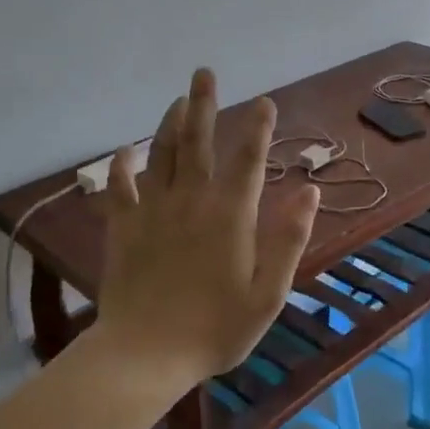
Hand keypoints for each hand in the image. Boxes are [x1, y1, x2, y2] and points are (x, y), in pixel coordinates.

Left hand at [94, 68, 320, 386]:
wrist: (145, 355)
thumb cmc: (215, 329)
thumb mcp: (268, 293)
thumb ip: (289, 239)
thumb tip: (309, 191)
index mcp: (230, 215)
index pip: (249, 159)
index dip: (259, 127)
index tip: (265, 102)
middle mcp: (191, 201)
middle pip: (197, 142)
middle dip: (204, 105)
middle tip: (204, 73)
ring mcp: (153, 212)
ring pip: (161, 154)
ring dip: (170, 123)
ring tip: (178, 100)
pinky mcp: (123, 228)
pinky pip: (120, 187)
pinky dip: (123, 165)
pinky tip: (126, 150)